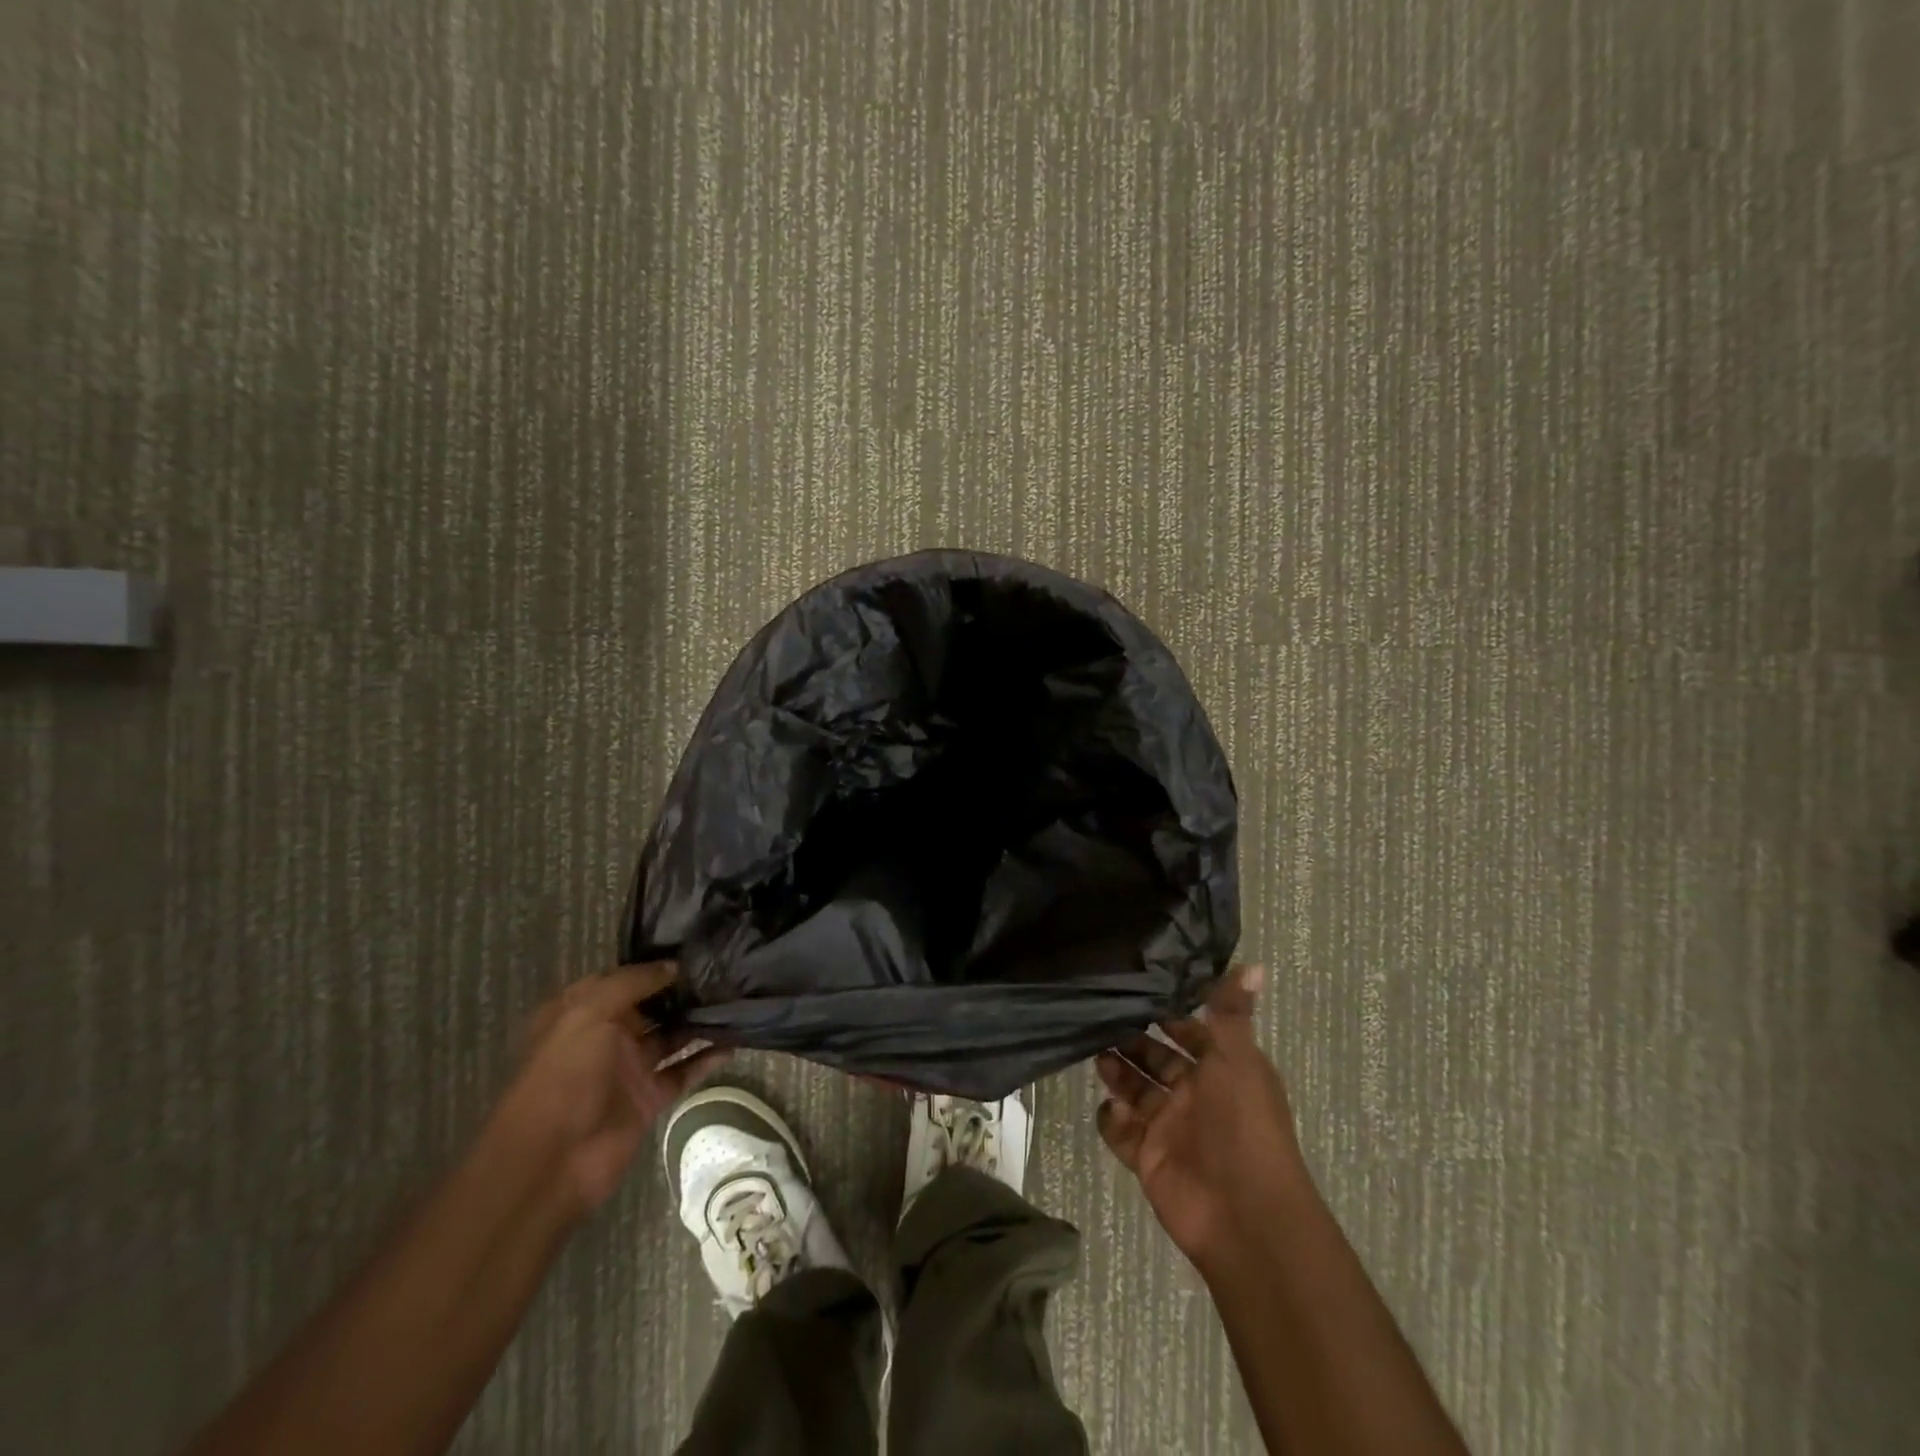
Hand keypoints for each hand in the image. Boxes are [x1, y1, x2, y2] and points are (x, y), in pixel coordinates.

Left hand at [496, 963, 726, 1215]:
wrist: (551, 1162)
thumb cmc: (565, 1075)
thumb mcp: (589, 1013)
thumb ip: (633, 983)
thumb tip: (674, 966)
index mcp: (582, 1012)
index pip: (624, 978)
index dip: (655, 964)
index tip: (696, 949)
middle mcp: (606, 1036)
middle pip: (652, 1006)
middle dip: (684, 991)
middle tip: (726, 971)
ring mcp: (629, 1068)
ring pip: (672, 1036)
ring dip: (699, 1021)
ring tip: (736, 999)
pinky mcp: (649, 1098)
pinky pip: (683, 1071)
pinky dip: (707, 1059)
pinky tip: (734, 1042)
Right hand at [1095, 965, 1307, 1275]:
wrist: (1244, 1216)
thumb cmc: (1244, 1126)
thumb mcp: (1238, 1059)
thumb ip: (1231, 1012)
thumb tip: (1254, 963)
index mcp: (1222, 1070)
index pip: (1188, 1032)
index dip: (1165, 1013)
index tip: (1133, 985)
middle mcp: (1195, 1095)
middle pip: (1155, 1059)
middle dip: (1131, 1039)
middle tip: (1097, 1014)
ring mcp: (1170, 1127)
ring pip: (1136, 1090)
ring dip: (1116, 1072)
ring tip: (1093, 1050)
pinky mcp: (1148, 1158)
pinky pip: (1121, 1132)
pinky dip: (1111, 1119)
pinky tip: (1107, 1106)